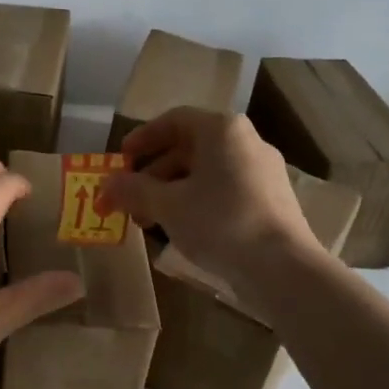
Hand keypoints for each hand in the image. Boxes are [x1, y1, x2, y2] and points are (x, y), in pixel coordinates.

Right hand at [98, 108, 318, 291]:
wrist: (283, 267)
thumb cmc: (220, 222)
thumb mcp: (167, 205)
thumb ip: (132, 190)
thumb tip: (105, 185)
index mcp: (221, 130)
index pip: (173, 120)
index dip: (142, 138)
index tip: (120, 160)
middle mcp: (245, 141)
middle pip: (188, 147)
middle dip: (152, 174)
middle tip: (128, 199)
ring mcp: (262, 171)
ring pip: (205, 172)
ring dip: (171, 191)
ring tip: (148, 221)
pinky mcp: (271, 199)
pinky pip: (224, 189)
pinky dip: (197, 201)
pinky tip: (181, 229)